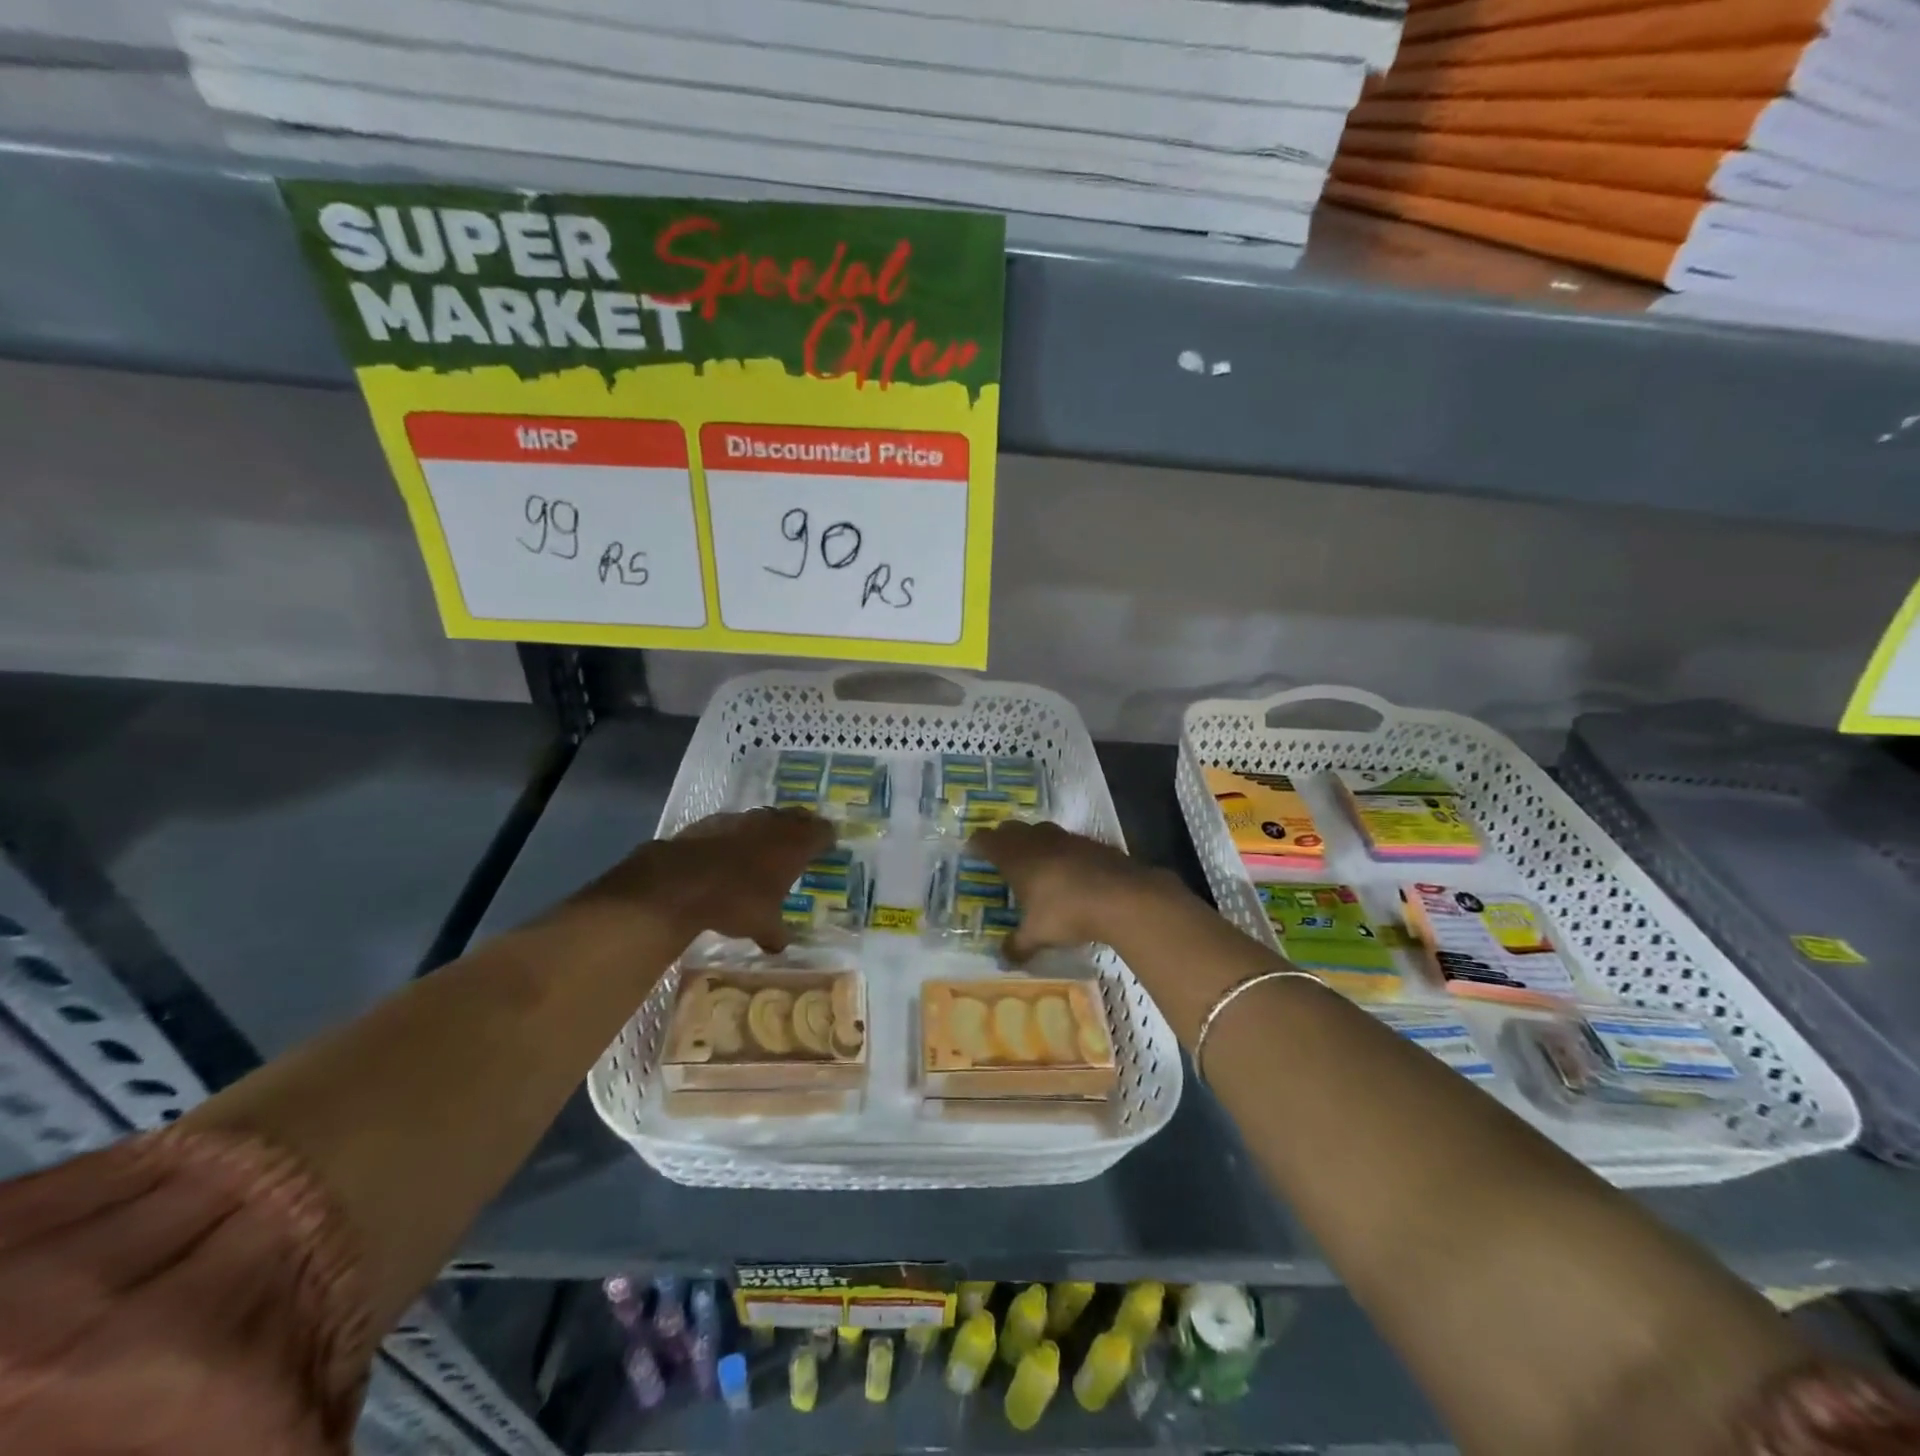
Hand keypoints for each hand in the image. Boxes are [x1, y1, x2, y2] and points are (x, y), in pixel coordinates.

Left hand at [573, 808, 833, 951]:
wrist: (680, 881)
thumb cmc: (736, 902)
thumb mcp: (762, 926)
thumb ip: (776, 933)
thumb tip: (781, 946)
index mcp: (795, 846)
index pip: (823, 832)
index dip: (827, 838)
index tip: (828, 846)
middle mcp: (774, 825)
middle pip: (798, 817)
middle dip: (802, 827)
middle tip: (803, 841)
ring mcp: (743, 819)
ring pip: (767, 817)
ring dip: (770, 828)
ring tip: (768, 846)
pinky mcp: (713, 821)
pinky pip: (736, 824)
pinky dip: (739, 834)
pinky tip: (731, 851)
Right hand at [967, 820, 1187, 960]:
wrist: (1123, 897)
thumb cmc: (1068, 912)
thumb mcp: (1038, 935)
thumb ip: (1018, 945)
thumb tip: (1003, 959)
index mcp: (1017, 858)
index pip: (988, 841)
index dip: (977, 844)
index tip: (971, 850)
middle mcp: (1039, 841)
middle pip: (1013, 829)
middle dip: (1004, 838)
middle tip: (1000, 853)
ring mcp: (1069, 839)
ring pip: (1042, 831)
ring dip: (1035, 841)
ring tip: (1035, 860)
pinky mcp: (1094, 844)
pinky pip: (1070, 842)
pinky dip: (1064, 852)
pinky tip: (1070, 871)